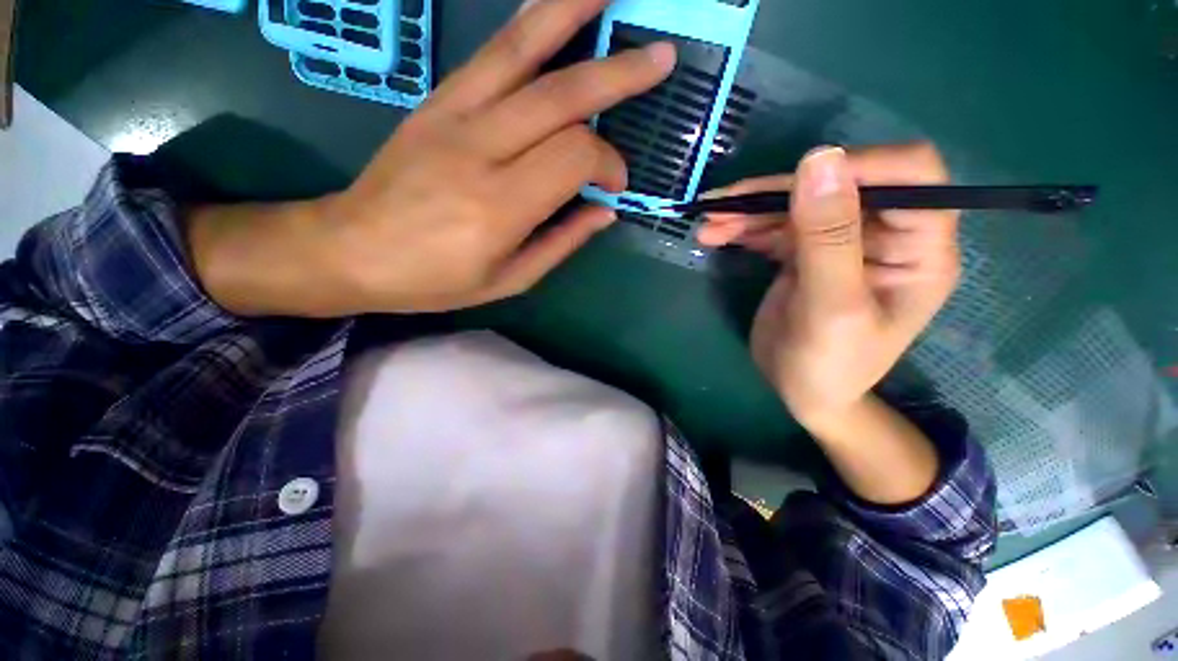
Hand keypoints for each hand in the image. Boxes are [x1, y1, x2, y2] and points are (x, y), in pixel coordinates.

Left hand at [190, 0, 675, 317]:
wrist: (352, 251)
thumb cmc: (436, 279)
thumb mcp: (509, 280)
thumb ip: (561, 242)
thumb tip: (605, 211)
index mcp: (501, 207)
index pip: (575, 156)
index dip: (608, 163)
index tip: (614, 184)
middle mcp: (479, 151)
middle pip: (562, 96)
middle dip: (619, 75)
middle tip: (661, 59)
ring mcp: (453, 116)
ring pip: (522, 52)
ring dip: (572, 13)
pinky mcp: (436, 102)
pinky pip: (489, 53)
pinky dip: (528, 24)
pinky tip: (553, 7)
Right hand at [700, 143, 959, 425]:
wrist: (802, 393)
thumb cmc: (830, 364)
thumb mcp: (832, 307)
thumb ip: (829, 238)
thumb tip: (820, 159)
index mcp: (919, 247)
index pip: (910, 174)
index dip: (857, 166)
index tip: (796, 182)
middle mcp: (883, 235)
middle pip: (836, 185)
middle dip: (777, 193)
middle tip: (723, 206)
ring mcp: (839, 242)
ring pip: (796, 204)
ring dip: (748, 211)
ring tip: (708, 224)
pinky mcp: (804, 253)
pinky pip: (774, 227)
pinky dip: (743, 227)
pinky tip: (714, 235)